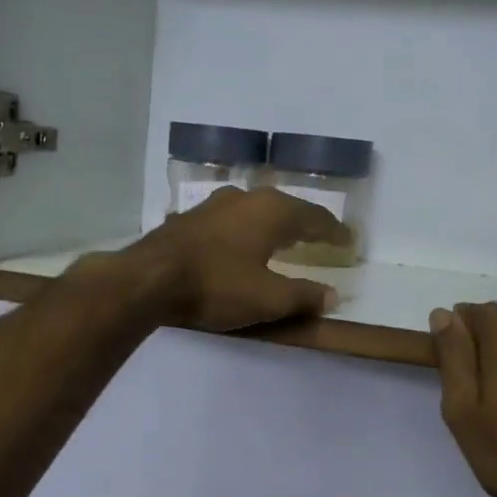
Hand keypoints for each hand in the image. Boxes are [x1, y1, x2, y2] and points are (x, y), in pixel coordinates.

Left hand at [121, 187, 346, 331]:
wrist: (148, 279)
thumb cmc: (216, 286)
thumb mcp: (267, 299)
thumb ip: (303, 296)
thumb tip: (333, 296)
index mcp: (271, 211)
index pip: (314, 217)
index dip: (333, 231)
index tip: (348, 240)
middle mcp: (245, 198)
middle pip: (284, 208)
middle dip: (303, 223)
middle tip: (319, 237)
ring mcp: (213, 205)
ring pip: (253, 210)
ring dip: (271, 223)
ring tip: (281, 237)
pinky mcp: (188, 219)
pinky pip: (228, 221)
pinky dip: (243, 230)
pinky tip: (238, 242)